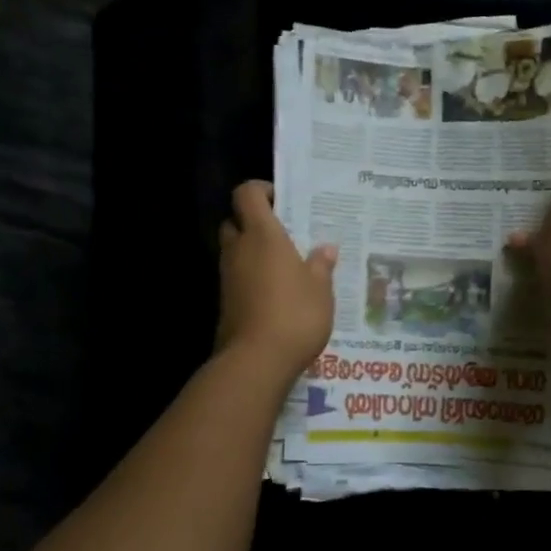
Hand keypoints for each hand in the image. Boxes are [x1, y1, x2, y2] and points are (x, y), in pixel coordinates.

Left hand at [217, 181, 336, 376]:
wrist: (256, 361)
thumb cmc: (295, 314)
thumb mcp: (321, 289)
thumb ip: (321, 265)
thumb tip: (325, 249)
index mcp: (262, 235)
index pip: (247, 194)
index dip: (261, 190)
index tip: (282, 200)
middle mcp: (239, 249)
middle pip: (235, 221)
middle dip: (254, 222)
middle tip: (284, 234)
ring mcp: (228, 277)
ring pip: (235, 251)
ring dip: (254, 252)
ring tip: (286, 265)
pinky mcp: (226, 302)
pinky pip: (238, 277)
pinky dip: (252, 277)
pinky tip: (277, 293)